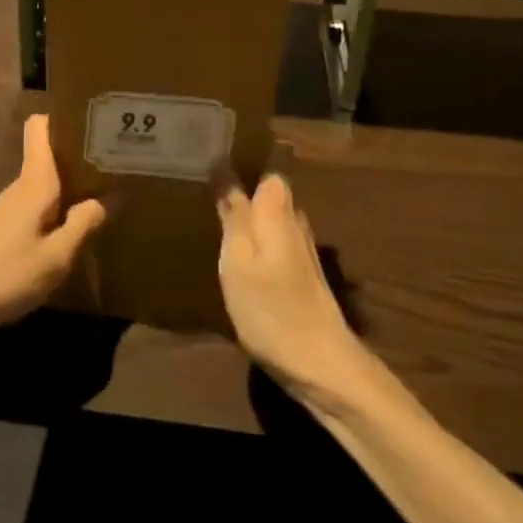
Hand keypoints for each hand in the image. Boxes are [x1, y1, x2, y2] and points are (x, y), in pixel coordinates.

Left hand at [0, 114, 110, 332]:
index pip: (41, 126)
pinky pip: (40, 204)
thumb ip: (85, 223)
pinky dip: (61, 207)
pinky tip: (78, 227)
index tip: (97, 122)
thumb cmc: (4, 274)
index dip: (65, 117)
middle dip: (83, 154)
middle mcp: (22, 185)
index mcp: (35, 181)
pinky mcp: (5, 228)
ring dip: (75, 184)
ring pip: (48, 181)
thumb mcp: (56, 256)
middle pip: (51, 153)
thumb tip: (115, 193)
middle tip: (122, 161)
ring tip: (110, 192)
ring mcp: (11, 207)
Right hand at [214, 172, 361, 395]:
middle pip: (269, 193)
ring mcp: (302, 249)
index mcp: (278, 209)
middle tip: (204, 188)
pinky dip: (257, 241)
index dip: (243, 161)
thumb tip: (222, 166)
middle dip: (244, 187)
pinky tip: (237, 254)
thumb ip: (233, 212)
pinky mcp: (302, 275)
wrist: (319, 363)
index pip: (266, 168)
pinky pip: (274, 242)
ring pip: (272, 219)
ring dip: (249, 216)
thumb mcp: (238, 258)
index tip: (213, 160)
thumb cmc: (270, 307)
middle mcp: (295, 221)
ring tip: (214, 217)